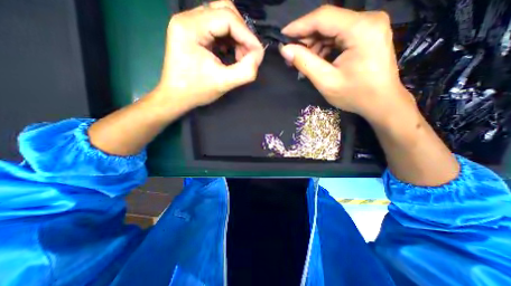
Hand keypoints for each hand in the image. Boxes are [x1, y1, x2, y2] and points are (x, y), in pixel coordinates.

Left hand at [153, 0, 262, 111]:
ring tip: (240, 56)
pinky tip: (232, 53)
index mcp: (190, 27)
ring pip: (222, 17)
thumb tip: (258, 56)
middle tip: (248, 55)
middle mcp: (188, 18)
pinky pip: (218, 27)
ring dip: (237, 36)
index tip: (257, 54)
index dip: (247, 35)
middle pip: (225, 10)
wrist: (176, 97)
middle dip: (242, 33)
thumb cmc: (196, 91)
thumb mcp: (224, 83)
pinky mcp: (193, 32)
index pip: (227, 17)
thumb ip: (246, 71)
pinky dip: (230, 39)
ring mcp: (189, 24)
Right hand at [279, 4, 414, 123]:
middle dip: (306, 38)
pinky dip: (325, 47)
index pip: (323, 17)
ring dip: (314, 44)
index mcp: (360, 29)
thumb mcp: (325, 81)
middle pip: (328, 21)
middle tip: (291, 55)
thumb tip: (285, 49)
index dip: (299, 25)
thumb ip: (304, 63)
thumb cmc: (355, 95)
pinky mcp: (367, 34)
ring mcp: (369, 26)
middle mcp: (368, 20)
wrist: (382, 102)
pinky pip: (339, 36)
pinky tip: (317, 61)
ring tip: (303, 61)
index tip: (283, 36)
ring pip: (332, 29)